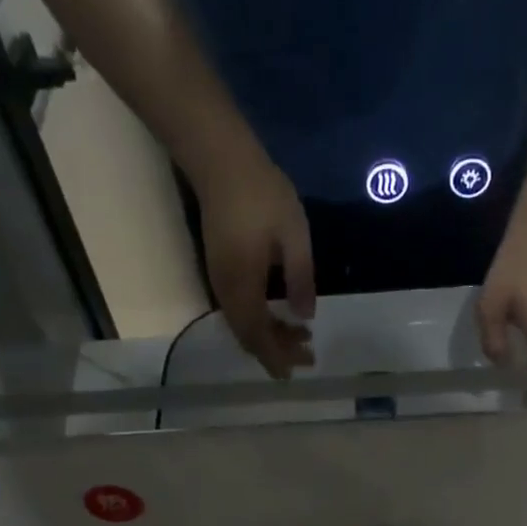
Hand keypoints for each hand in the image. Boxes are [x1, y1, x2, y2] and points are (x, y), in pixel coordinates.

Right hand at [195, 153, 315, 379]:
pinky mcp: (220, 271)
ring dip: (269, 337)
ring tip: (299, 337)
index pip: (258, 335)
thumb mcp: (293, 234)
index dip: (278, 356)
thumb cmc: (261, 193)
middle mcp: (227, 291)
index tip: (300, 367)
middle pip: (248, 337)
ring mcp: (220, 281)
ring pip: (242, 325)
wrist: (219, 158)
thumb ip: (301, 277)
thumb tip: (305, 317)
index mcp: (243, 285)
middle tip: (307, 355)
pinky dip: (260, 321)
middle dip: (276, 352)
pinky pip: (239, 311)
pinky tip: (279, 316)